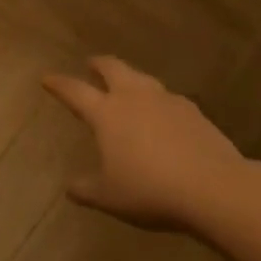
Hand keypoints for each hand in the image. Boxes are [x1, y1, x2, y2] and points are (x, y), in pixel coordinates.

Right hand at [43, 56, 260, 233]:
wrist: (214, 188)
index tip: (47, 78)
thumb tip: (70, 187)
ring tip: (126, 85)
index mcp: (107, 113)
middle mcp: (134, 98)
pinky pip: (168, 98)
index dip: (59, 84)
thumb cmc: (150, 190)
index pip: (75, 91)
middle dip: (98, 64)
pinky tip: (161, 114)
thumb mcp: (109, 197)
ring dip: (130, 78)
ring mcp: (167, 101)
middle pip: (113, 68)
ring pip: (142, 79)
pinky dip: (157, 100)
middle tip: (90, 64)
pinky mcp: (194, 112)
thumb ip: (86, 189)